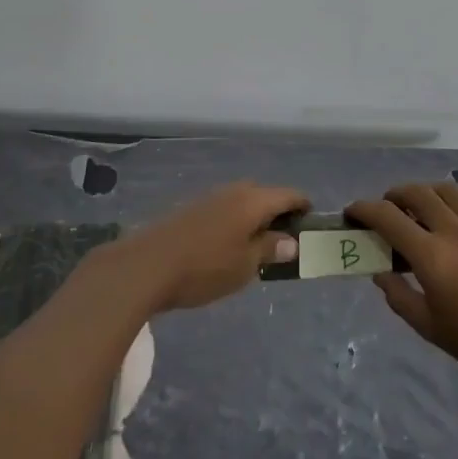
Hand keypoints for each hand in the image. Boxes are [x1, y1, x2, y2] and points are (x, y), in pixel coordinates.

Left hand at [125, 182, 306, 312]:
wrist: (146, 265)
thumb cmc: (205, 267)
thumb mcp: (245, 265)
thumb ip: (270, 249)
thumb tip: (291, 241)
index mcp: (253, 200)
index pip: (289, 194)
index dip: (303, 206)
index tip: (311, 223)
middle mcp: (233, 191)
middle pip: (264, 194)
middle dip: (278, 213)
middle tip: (284, 240)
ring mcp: (209, 198)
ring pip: (242, 201)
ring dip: (254, 218)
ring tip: (257, 245)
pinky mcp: (190, 209)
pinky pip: (224, 209)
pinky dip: (234, 222)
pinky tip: (228, 245)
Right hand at [347, 183, 457, 406]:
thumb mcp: (429, 327)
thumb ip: (399, 295)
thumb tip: (381, 273)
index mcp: (432, 256)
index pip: (388, 217)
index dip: (364, 209)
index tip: (352, 212)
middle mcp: (455, 231)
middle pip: (417, 193)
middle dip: (394, 195)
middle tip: (386, 209)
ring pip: (447, 190)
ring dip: (425, 192)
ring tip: (418, 207)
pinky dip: (454, 202)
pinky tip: (453, 218)